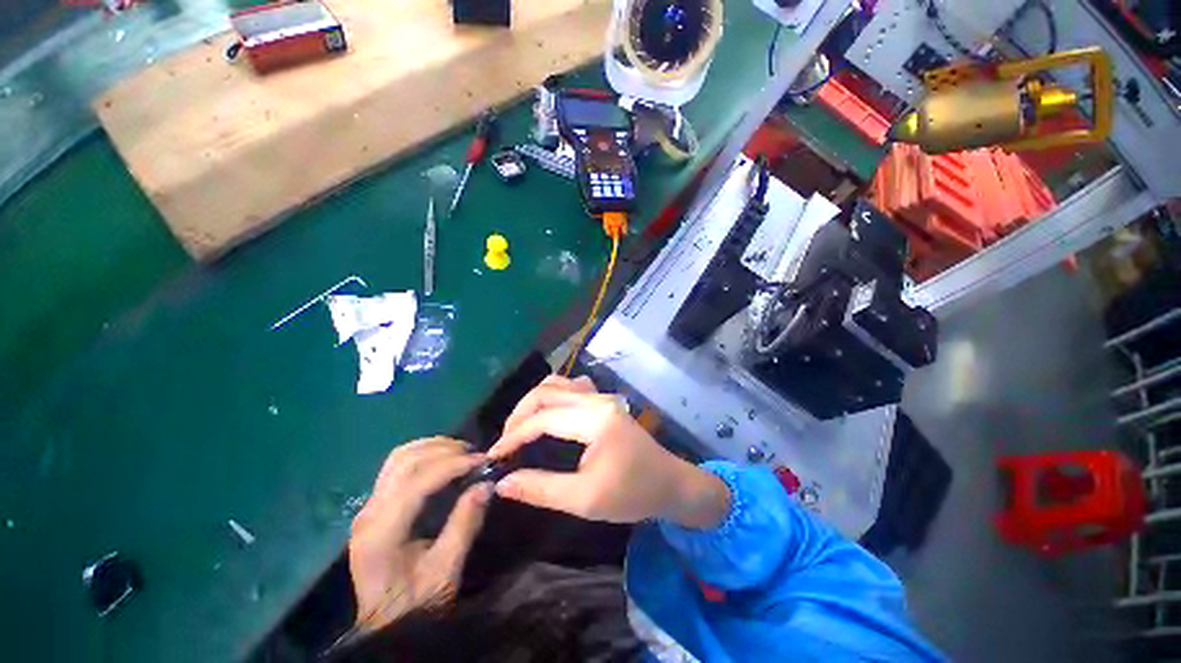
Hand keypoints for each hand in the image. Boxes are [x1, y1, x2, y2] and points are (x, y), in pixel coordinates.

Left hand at [348, 437, 490, 631]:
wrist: (386, 624)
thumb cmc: (416, 604)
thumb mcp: (446, 571)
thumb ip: (465, 525)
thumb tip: (486, 484)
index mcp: (381, 533)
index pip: (417, 482)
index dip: (452, 465)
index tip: (482, 461)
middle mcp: (368, 513)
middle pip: (405, 462)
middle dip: (444, 450)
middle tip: (475, 454)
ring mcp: (367, 507)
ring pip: (398, 458)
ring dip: (432, 447)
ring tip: (461, 452)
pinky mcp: (373, 506)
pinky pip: (396, 466)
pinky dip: (422, 454)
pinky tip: (442, 458)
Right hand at [488, 376, 729, 527]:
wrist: (670, 484)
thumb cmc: (632, 494)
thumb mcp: (585, 500)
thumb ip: (541, 489)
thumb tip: (503, 483)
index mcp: (594, 419)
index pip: (543, 418)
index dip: (514, 435)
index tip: (494, 456)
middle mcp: (597, 399)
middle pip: (546, 392)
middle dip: (519, 414)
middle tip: (505, 442)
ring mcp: (602, 397)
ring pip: (558, 384)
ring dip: (534, 402)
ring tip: (521, 428)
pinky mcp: (604, 401)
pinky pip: (571, 387)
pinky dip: (552, 397)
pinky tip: (548, 415)